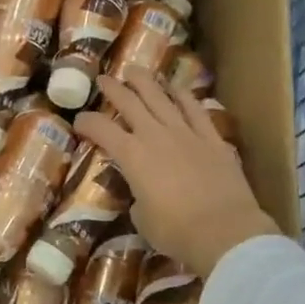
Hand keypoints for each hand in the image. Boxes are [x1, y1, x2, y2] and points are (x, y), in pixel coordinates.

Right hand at [74, 69, 279, 274]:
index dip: (86, 122)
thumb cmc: (177, 232)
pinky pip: (195, 109)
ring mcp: (185, 133)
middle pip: (129, 102)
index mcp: (131, 155)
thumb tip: (140, 195)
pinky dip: (183, 95)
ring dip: (145, 82)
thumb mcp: (142, 219)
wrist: (225, 232)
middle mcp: (155, 135)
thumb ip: (137, 198)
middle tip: (103, 80)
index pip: (101, 129)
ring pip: (161, 97)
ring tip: (134, 71)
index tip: (79, 121)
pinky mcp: (211, 138)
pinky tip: (176, 87)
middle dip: (113, 88)